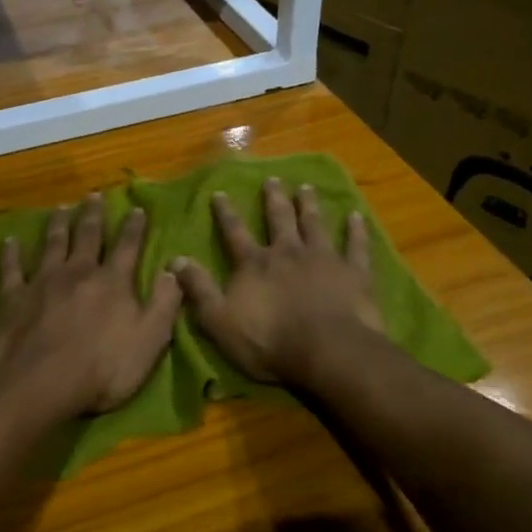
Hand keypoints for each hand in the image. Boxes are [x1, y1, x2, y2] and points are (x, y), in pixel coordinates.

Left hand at [0, 193, 182, 422]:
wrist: (43, 383)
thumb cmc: (104, 368)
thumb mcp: (151, 340)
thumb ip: (164, 302)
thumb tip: (174, 269)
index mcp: (113, 281)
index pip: (127, 246)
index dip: (133, 227)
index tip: (136, 208)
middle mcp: (79, 272)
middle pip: (87, 236)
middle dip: (92, 215)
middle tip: (93, 195)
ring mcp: (43, 282)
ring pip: (52, 244)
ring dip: (57, 224)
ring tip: (60, 208)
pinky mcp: (15, 297)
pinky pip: (12, 268)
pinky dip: (10, 253)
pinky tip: (9, 241)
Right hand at [171, 179, 383, 384]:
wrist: (327, 351)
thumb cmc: (269, 341)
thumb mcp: (220, 320)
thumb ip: (199, 289)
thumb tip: (175, 260)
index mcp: (255, 264)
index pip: (235, 233)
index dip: (226, 213)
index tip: (220, 193)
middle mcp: (287, 252)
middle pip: (279, 219)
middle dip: (273, 199)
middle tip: (272, 180)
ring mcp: (323, 259)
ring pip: (315, 224)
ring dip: (309, 205)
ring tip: (306, 188)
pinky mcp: (354, 273)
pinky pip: (356, 246)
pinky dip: (356, 231)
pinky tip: (356, 216)